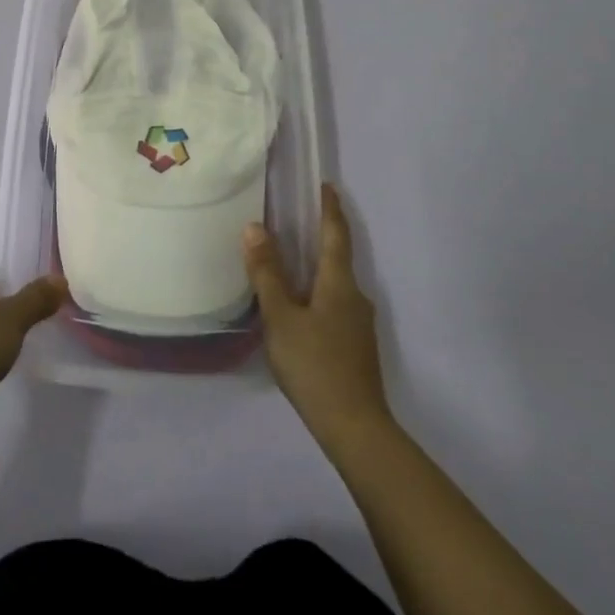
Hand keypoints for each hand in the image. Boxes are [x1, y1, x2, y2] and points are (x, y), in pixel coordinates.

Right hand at [244, 185, 390, 450]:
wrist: (355, 428)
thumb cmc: (315, 365)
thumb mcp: (281, 317)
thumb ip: (267, 273)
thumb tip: (256, 227)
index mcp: (339, 283)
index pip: (336, 234)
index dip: (331, 209)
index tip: (326, 186)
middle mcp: (355, 296)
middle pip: (338, 257)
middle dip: (320, 236)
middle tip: (295, 220)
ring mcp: (359, 324)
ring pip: (335, 284)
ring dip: (316, 267)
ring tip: (289, 262)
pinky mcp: (356, 346)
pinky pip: (334, 305)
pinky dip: (317, 292)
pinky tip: (298, 307)